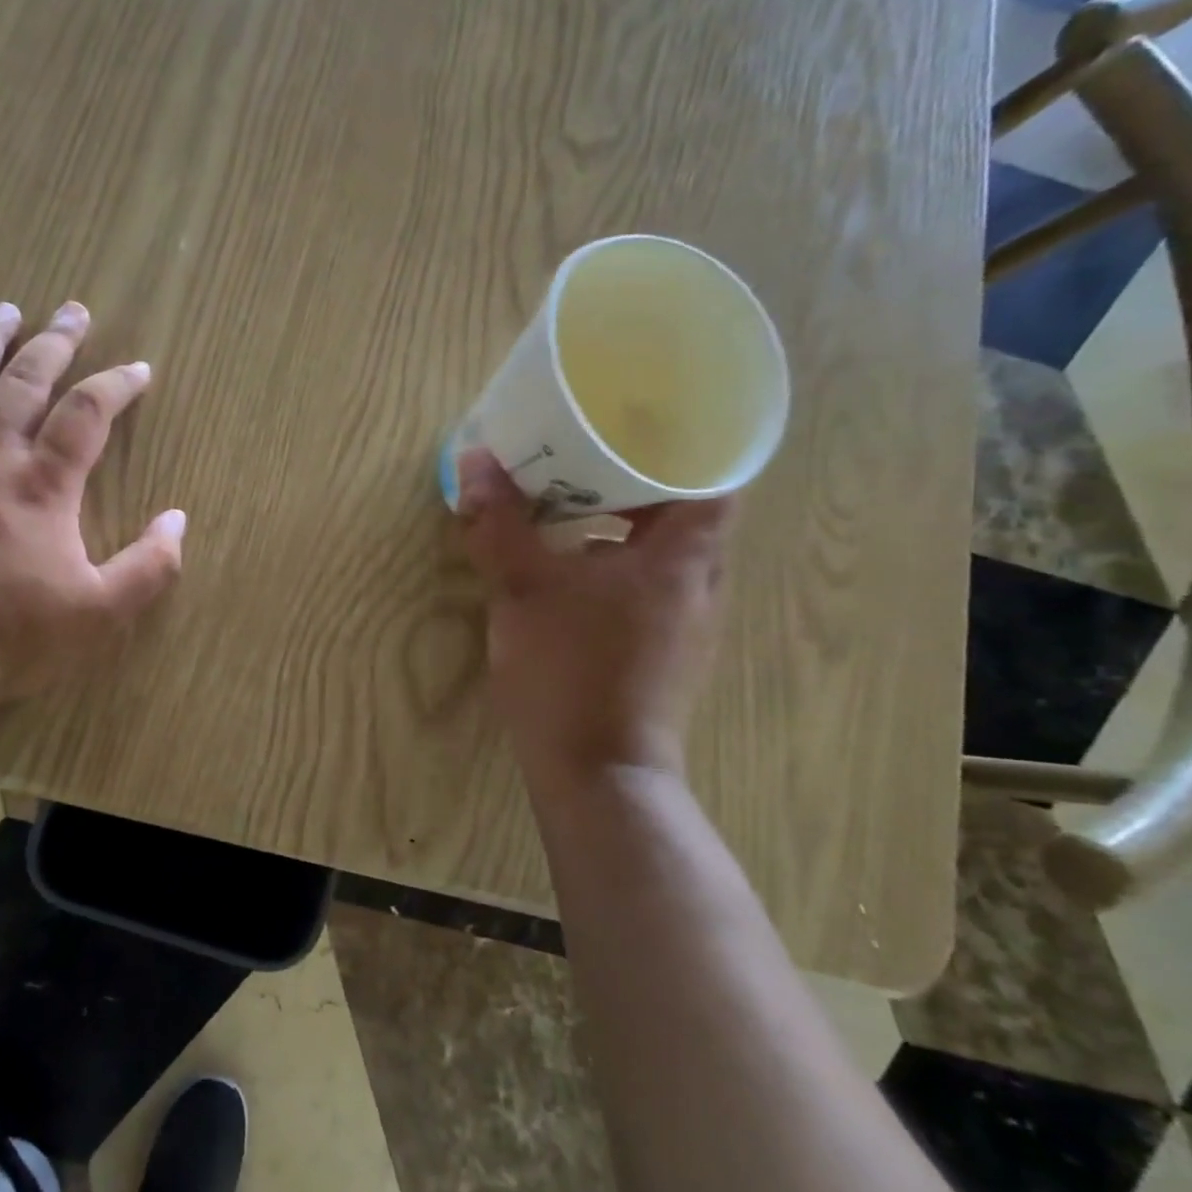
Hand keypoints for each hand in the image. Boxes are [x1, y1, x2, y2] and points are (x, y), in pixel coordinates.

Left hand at [0, 301, 185, 701]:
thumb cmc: (12, 633)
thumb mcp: (100, 612)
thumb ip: (149, 566)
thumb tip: (178, 519)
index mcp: (44, 484)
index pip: (87, 413)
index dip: (117, 384)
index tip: (139, 369)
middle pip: (26, 381)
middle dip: (55, 342)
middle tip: (73, 310)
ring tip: (4, 309)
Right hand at [457, 449, 732, 798]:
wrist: (596, 773)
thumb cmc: (570, 669)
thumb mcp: (523, 588)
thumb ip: (499, 522)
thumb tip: (474, 460)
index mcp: (683, 557)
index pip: (716, 476)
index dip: (689, 441)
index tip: (643, 418)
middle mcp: (698, 584)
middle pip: (685, 511)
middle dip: (638, 478)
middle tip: (587, 450)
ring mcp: (683, 623)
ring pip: (660, 552)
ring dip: (621, 523)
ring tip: (568, 500)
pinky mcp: (659, 652)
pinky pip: (643, 585)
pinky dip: (612, 562)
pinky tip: (564, 567)